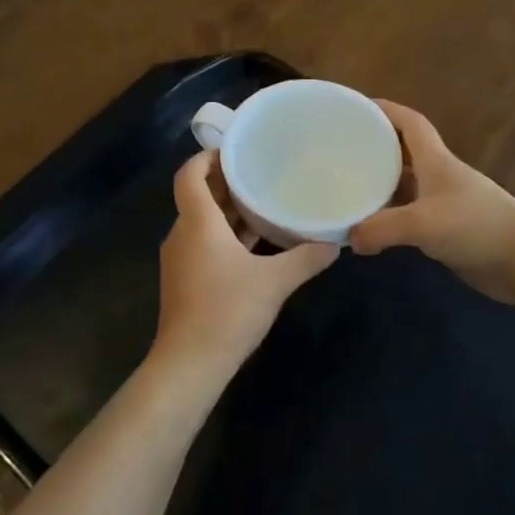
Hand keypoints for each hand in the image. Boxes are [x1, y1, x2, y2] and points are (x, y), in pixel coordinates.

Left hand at [154, 150, 337, 384]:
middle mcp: (183, 234)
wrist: (190, 363)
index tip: (235, 151)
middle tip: (261, 173)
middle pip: (198, 196)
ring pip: (202, 222)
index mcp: (197, 223)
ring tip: (263, 203)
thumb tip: (334, 243)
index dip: (207, 157)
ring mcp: (180, 258)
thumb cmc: (228, 311)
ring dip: (228, 212)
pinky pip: (203, 244)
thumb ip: (306, 258)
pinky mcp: (184, 280)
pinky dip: (224, 236)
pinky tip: (254, 244)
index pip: (189, 175)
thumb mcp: (275, 282)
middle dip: (226, 184)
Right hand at [350, 101, 514, 305]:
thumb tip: (351, 238)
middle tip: (342, 152)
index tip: (358, 108)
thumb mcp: (423, 223)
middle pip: (403, 153)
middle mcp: (439, 176)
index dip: (387, 110)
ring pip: (405, 186)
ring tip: (348, 189)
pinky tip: (371, 229)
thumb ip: (382, 228)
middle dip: (376, 148)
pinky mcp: (447, 229)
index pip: (410, 123)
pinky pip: (410, 215)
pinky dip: (390, 217)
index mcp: (436, 161)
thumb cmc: (476, 226)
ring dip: (380, 185)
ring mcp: (445, 203)